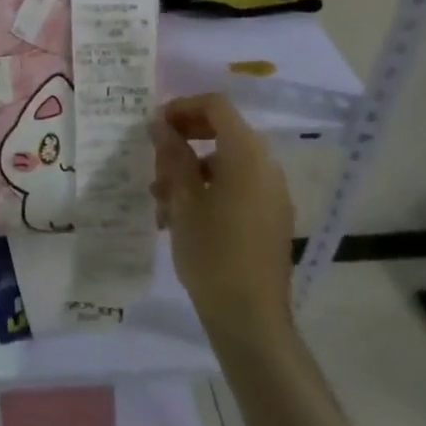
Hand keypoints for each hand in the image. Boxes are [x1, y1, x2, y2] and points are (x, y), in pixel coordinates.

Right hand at [149, 93, 295, 343]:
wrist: (251, 319)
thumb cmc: (212, 253)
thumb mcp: (182, 200)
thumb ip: (172, 155)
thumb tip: (160, 123)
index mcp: (247, 155)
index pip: (216, 106)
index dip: (182, 107)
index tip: (154, 126)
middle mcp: (266, 166)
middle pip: (223, 131)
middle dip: (185, 139)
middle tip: (154, 159)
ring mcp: (272, 193)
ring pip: (226, 162)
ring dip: (191, 168)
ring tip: (160, 197)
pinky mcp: (271, 217)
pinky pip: (237, 186)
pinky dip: (209, 188)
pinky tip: (181, 217)